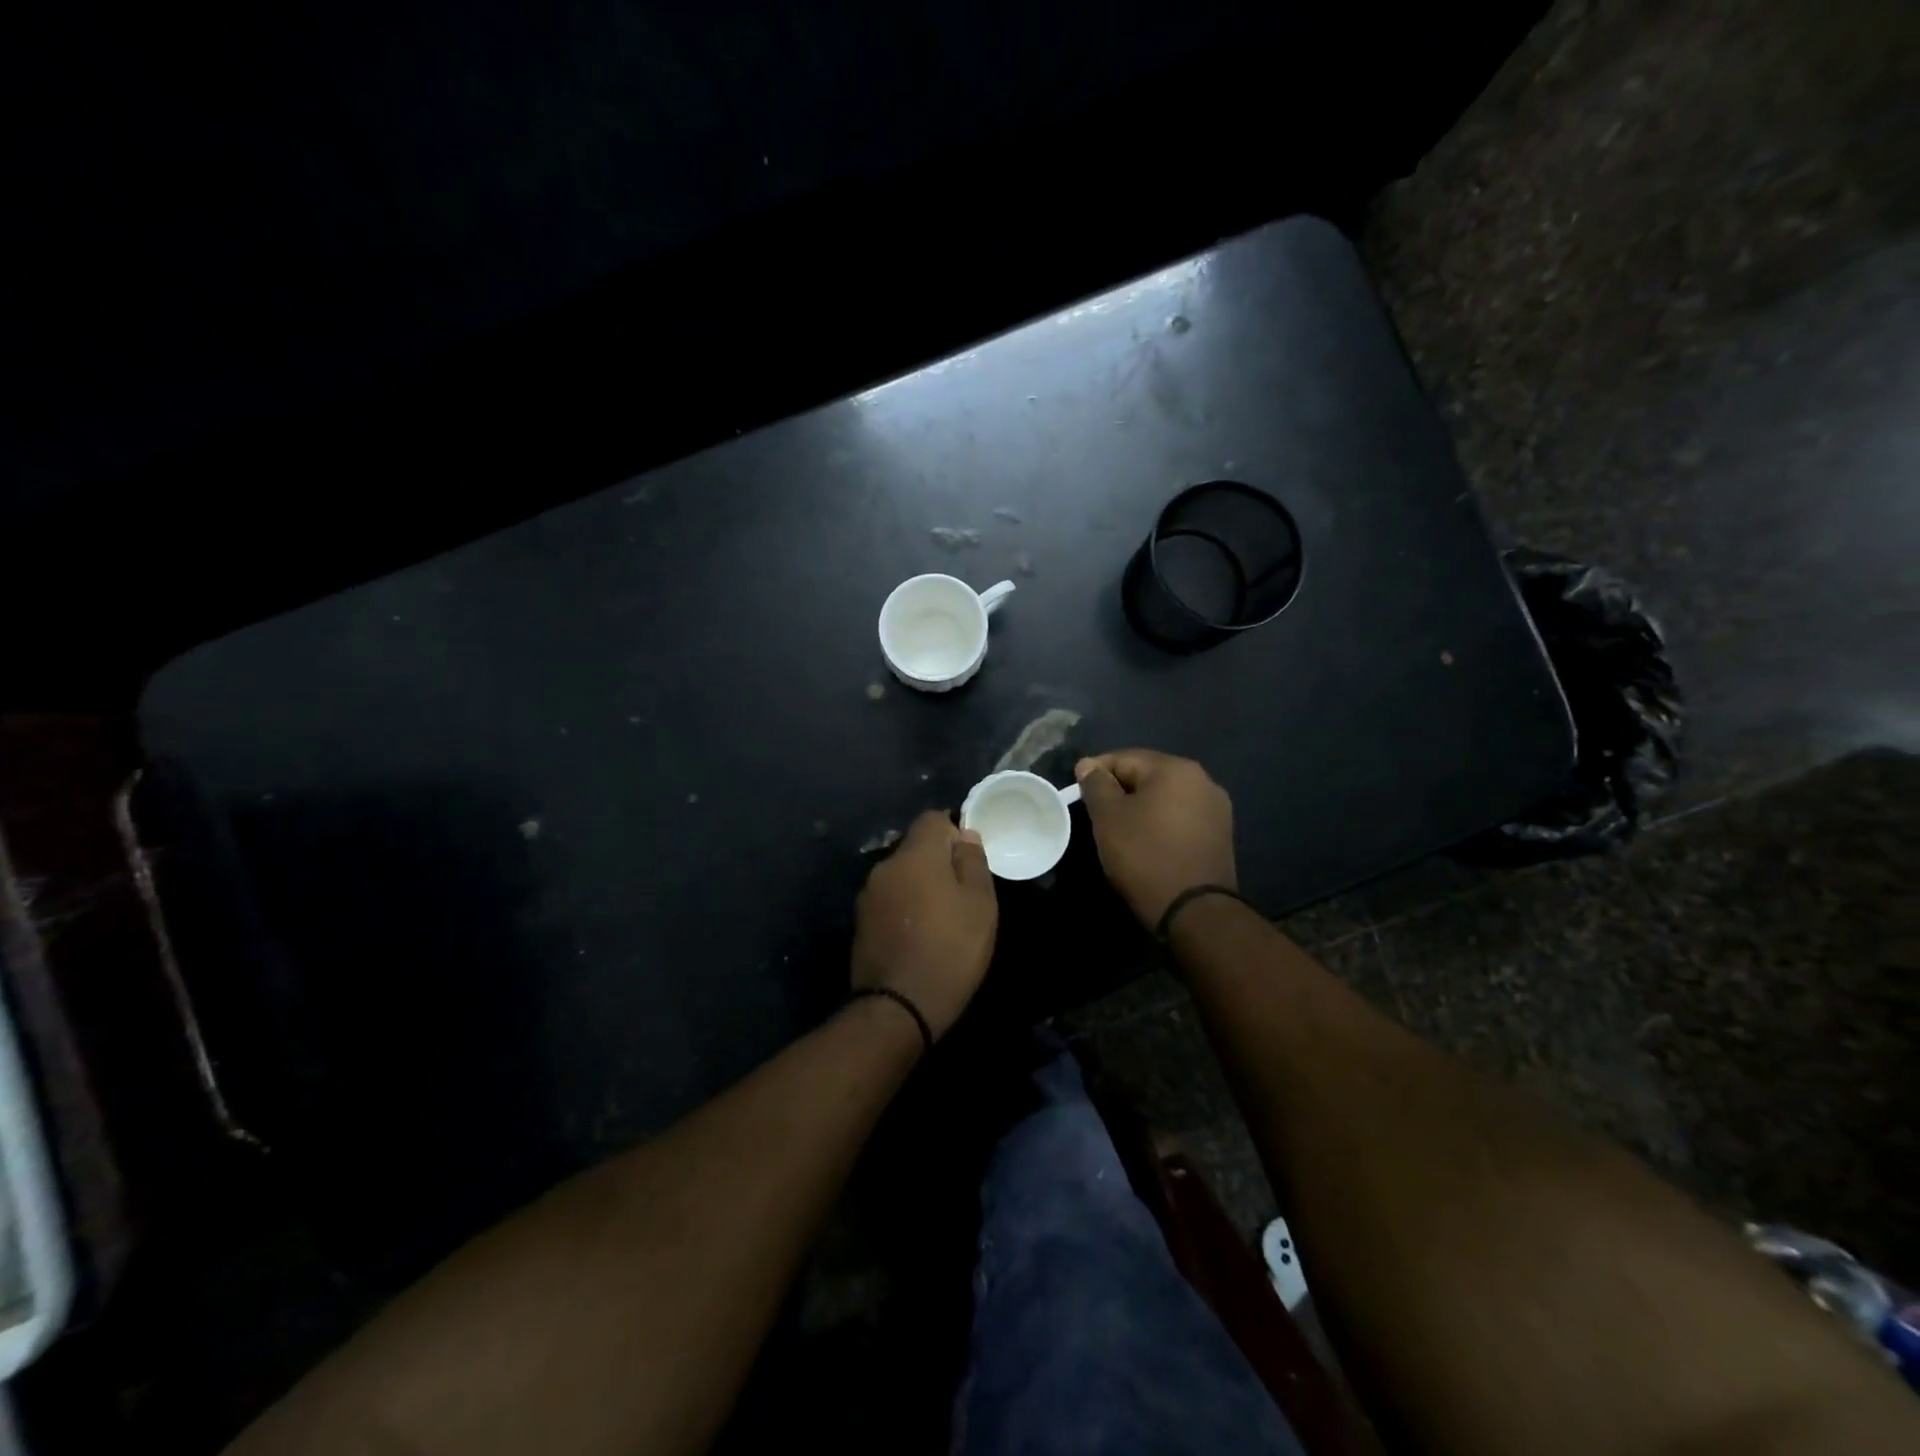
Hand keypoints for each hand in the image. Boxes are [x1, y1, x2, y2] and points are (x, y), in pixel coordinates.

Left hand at [850, 811, 997, 1040]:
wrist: (898, 1007)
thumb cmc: (951, 950)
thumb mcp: (980, 904)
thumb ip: (973, 861)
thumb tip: (965, 835)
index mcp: (915, 855)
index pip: (932, 819)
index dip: (953, 832)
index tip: (969, 861)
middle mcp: (885, 867)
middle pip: (915, 848)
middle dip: (937, 862)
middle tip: (961, 894)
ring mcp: (868, 896)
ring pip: (900, 875)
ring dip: (919, 886)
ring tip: (940, 918)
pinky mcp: (860, 922)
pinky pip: (889, 900)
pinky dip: (904, 907)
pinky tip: (918, 935)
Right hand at [1074, 750, 1236, 928]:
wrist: (1194, 911)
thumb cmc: (1145, 856)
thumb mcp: (1108, 817)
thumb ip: (1096, 785)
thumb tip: (1088, 764)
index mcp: (1175, 768)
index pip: (1124, 758)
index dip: (1095, 772)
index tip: (1077, 793)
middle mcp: (1202, 779)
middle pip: (1148, 774)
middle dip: (1119, 789)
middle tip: (1096, 813)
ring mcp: (1216, 807)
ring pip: (1165, 797)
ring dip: (1141, 806)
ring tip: (1119, 829)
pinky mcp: (1220, 833)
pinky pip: (1181, 816)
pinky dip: (1160, 822)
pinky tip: (1147, 841)